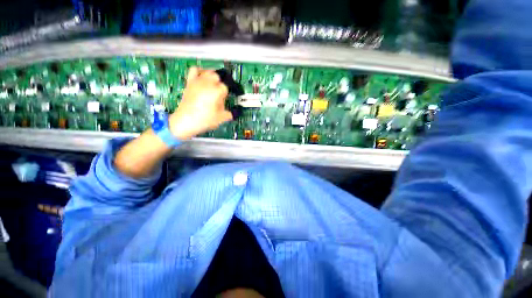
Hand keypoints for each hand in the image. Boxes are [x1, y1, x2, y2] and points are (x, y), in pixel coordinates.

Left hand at [169, 67, 232, 139]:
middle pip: (217, 77)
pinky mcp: (190, 83)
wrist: (185, 121)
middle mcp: (208, 84)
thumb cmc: (204, 120)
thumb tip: (231, 112)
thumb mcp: (221, 119)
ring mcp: (198, 82)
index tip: (224, 101)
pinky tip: (202, 76)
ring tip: (213, 85)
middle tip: (218, 94)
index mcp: (216, 92)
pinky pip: (194, 70)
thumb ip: (230, 114)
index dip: (225, 94)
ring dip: (212, 77)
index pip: (225, 88)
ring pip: (208, 71)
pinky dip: (199, 71)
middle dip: (220, 84)